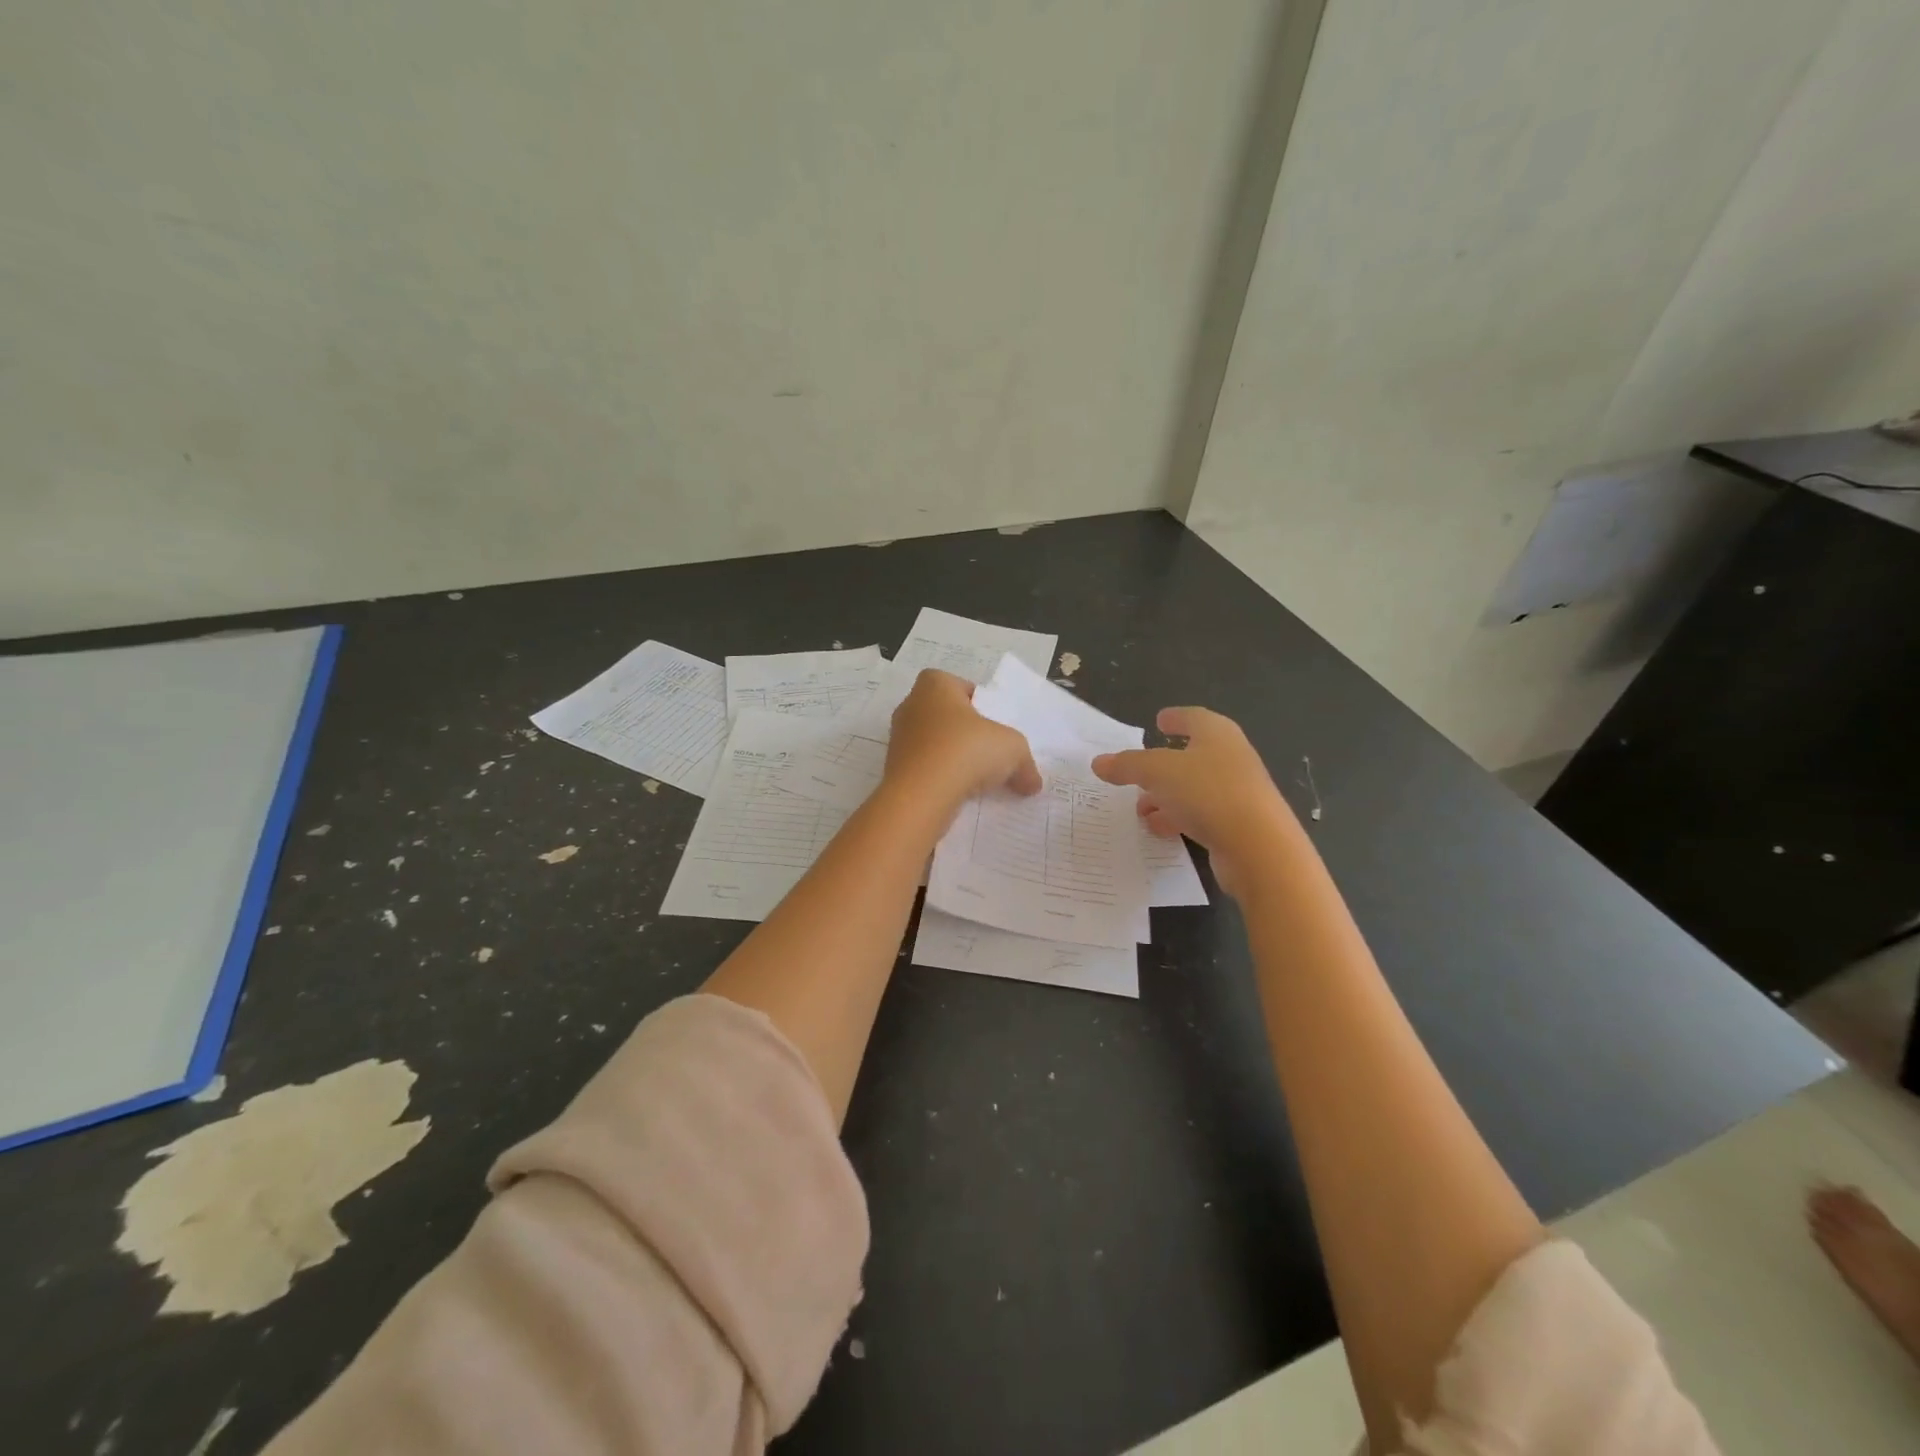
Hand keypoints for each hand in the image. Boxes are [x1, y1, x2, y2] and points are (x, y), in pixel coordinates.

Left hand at [884, 669, 1041, 807]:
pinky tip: (957, 793)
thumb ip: (1025, 763)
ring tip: (975, 778)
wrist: (921, 794)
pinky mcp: (894, 768)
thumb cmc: (967, 750)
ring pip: (933, 743)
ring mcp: (898, 738)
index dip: (979, 703)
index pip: (959, 686)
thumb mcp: (1013, 749)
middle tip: (988, 752)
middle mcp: (911, 705)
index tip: (993, 725)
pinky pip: (923, 768)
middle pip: (945, 715)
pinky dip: (939, 778)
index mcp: (934, 685)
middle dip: (965, 732)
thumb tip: (1032, 784)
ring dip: (952, 757)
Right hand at [1092, 707, 1295, 897]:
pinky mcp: (1238, 825)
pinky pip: (1201, 815)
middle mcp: (1231, 758)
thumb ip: (1127, 765)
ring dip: (1166, 797)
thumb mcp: (1157, 772)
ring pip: (1194, 789)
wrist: (1258, 848)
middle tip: (1138, 772)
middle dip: (1162, 765)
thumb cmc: (1208, 792)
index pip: (1194, 717)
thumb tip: (1098, 762)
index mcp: (1217, 734)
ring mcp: (1237, 793)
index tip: (1159, 720)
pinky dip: (1178, 818)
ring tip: (1140, 810)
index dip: (1176, 717)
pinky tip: (1159, 830)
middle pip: (1192, 755)